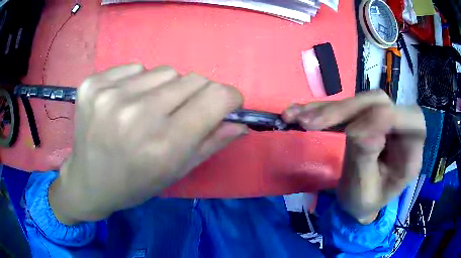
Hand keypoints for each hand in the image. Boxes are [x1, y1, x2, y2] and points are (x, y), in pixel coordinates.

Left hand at [49, 64, 246, 224]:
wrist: (88, 182)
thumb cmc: (135, 184)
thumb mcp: (176, 172)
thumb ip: (212, 142)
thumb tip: (240, 120)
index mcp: (164, 144)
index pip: (217, 97)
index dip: (229, 98)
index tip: (225, 105)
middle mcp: (136, 115)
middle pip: (193, 79)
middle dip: (196, 95)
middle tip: (177, 114)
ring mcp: (109, 95)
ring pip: (164, 71)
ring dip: (165, 88)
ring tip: (146, 110)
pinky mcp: (92, 84)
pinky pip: (134, 68)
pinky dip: (137, 83)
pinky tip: (123, 104)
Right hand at [282, 90, 424, 223]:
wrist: (359, 202)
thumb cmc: (364, 204)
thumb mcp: (364, 192)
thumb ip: (365, 159)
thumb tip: (360, 129)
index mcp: (411, 153)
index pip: (410, 120)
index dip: (384, 118)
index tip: (350, 134)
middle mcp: (402, 130)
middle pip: (380, 102)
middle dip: (346, 110)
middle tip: (311, 124)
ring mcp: (384, 120)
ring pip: (361, 101)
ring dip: (329, 109)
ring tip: (298, 118)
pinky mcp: (367, 117)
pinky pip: (348, 107)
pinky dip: (323, 109)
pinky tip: (298, 113)